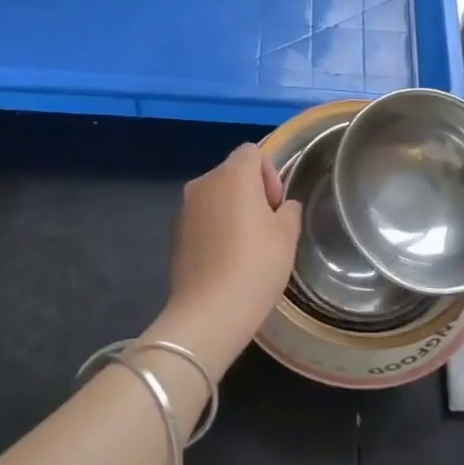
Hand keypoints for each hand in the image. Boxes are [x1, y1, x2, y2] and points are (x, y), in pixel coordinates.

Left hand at [155, 144, 301, 376]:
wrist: (209, 312)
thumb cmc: (256, 265)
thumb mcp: (287, 235)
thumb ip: (288, 210)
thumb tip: (282, 207)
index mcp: (232, 175)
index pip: (252, 152)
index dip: (269, 174)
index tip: (276, 206)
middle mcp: (203, 183)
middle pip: (232, 173)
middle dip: (252, 192)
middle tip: (267, 227)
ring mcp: (184, 209)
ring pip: (216, 196)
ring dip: (232, 210)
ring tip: (246, 247)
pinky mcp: (174, 234)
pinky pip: (202, 218)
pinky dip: (215, 228)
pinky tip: (226, 260)